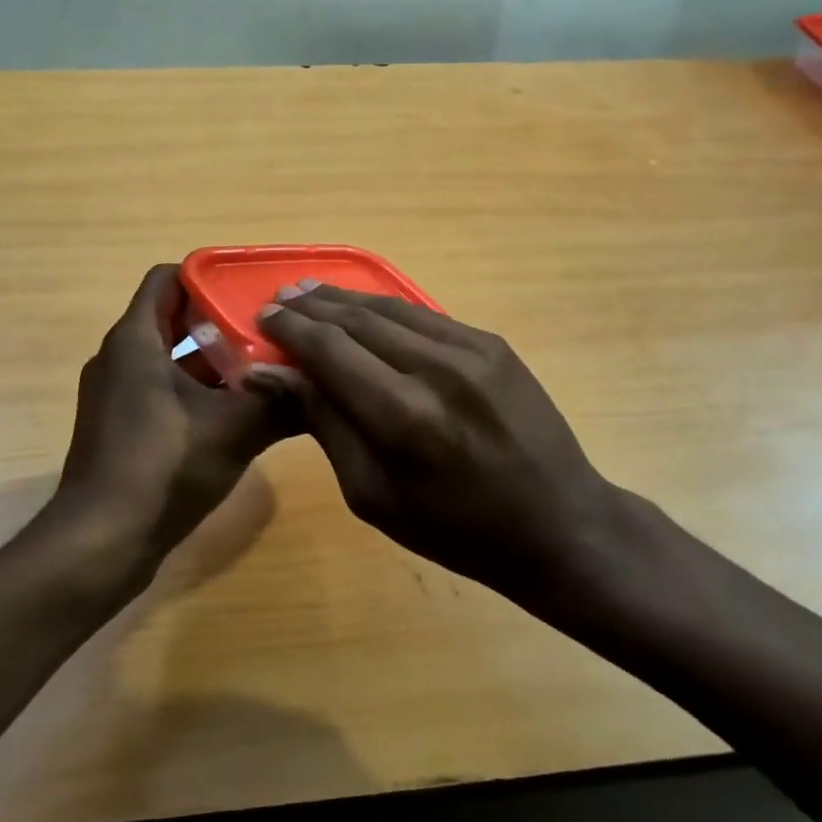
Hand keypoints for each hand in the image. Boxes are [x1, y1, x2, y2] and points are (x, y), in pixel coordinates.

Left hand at [52, 265, 297, 573]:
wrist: (100, 544)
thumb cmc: (162, 468)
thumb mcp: (233, 430)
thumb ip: (280, 400)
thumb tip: (323, 381)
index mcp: (136, 340)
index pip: (168, 278)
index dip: (209, 275)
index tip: (251, 287)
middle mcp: (120, 358)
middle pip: (174, 316)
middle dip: (222, 319)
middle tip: (270, 325)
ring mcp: (118, 394)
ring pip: (172, 357)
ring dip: (215, 359)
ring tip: (265, 363)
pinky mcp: (123, 426)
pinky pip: (164, 389)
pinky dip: (198, 389)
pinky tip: (240, 409)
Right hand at [247, 285, 618, 596]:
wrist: (558, 524)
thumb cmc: (455, 529)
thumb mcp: (373, 495)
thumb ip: (324, 423)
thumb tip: (271, 373)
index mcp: (403, 416)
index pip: (329, 349)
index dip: (290, 329)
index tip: (262, 317)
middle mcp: (436, 368)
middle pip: (357, 320)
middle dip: (312, 306)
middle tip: (280, 299)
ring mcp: (472, 349)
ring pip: (391, 308)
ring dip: (347, 299)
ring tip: (312, 293)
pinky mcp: (493, 343)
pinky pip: (426, 316)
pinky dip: (387, 309)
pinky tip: (366, 308)